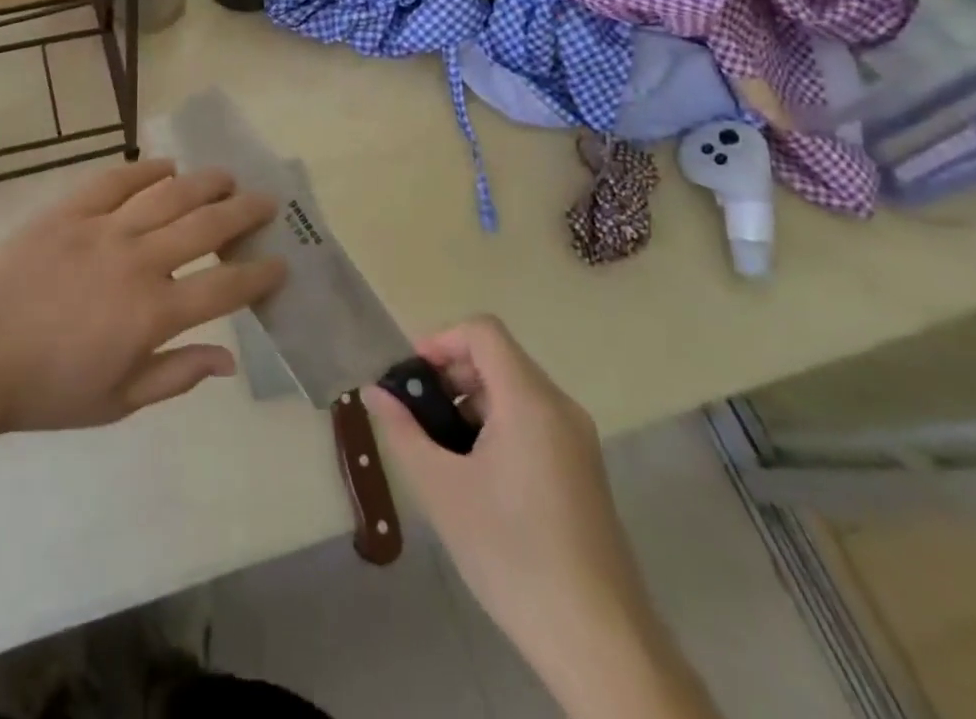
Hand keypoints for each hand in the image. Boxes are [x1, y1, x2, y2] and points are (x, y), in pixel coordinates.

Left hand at [0, 160, 282, 434]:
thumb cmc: (46, 390)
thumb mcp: (117, 402)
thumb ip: (176, 376)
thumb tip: (229, 359)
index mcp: (153, 313)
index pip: (225, 286)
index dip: (259, 274)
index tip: (280, 262)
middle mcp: (138, 261)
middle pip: (206, 226)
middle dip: (244, 212)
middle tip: (267, 202)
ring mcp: (102, 229)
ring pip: (167, 193)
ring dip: (204, 182)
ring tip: (227, 176)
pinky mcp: (68, 210)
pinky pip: (115, 179)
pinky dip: (145, 169)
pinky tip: (166, 164)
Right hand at [361, 319, 670, 690]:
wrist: (600, 643)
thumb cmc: (512, 555)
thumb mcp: (442, 490)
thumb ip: (403, 431)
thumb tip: (374, 391)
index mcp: (530, 401)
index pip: (483, 332)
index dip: (440, 340)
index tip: (410, 379)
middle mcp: (559, 408)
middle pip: (498, 357)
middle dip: (450, 375)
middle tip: (417, 417)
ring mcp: (576, 440)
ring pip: (514, 390)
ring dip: (470, 402)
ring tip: (441, 452)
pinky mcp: (582, 469)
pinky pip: (532, 420)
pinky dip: (496, 425)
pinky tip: (476, 476)